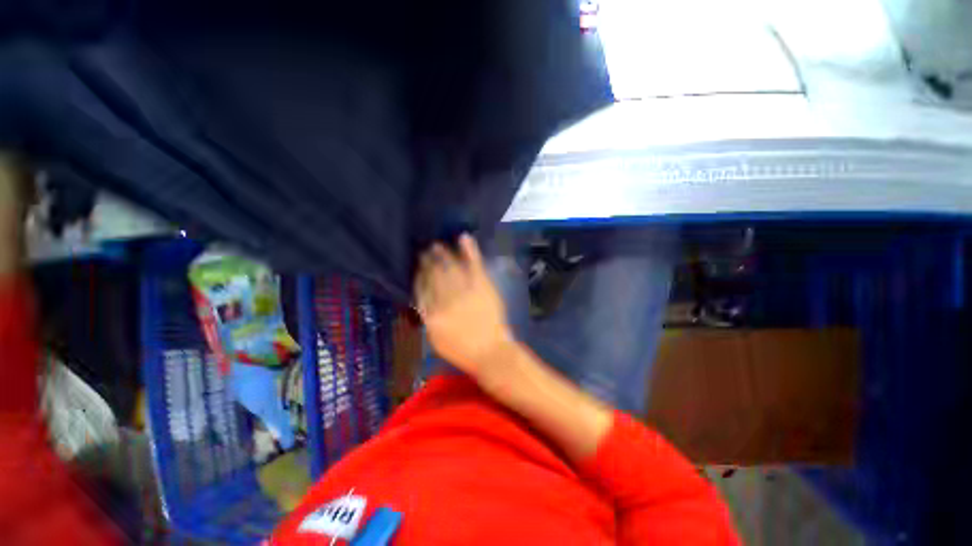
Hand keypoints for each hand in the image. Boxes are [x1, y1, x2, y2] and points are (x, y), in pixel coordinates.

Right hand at [414, 234, 513, 378]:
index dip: (419, 275)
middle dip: (428, 261)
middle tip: (425, 250)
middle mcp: (445, 300)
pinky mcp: (482, 286)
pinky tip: (463, 237)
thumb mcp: (437, 340)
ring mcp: (464, 291)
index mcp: (432, 315)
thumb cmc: (463, 351)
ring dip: (443, 253)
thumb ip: (428, 318)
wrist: (491, 352)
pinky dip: (469, 250)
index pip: (422, 289)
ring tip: (437, 245)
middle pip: (434, 275)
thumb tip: (423, 298)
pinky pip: (473, 265)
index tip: (418, 267)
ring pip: (450, 267)